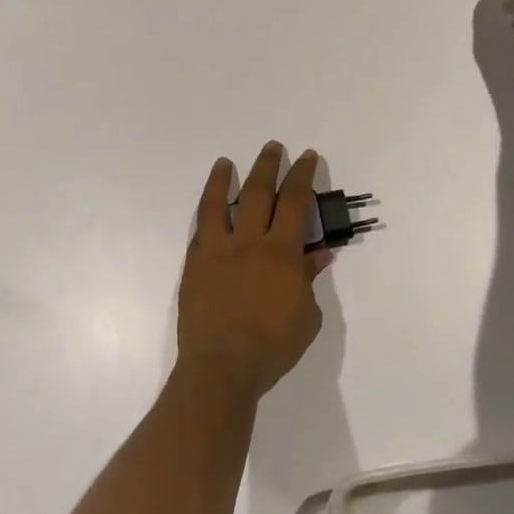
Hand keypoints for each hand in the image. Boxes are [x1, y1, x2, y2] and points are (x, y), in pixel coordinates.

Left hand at [177, 143, 331, 399]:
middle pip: (257, 193)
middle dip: (267, 166)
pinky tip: (207, 208)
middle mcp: (248, 242)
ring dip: (222, 179)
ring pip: (217, 204)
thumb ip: (309, 279)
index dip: (302, 176)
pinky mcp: (194, 266)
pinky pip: (199, 231)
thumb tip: (318, 254)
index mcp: (281, 252)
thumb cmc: (273, 346)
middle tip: (272, 147)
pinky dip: (205, 215)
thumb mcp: (307, 316)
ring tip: (225, 162)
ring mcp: (217, 251)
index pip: (295, 202)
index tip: (306, 157)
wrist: (222, 366)